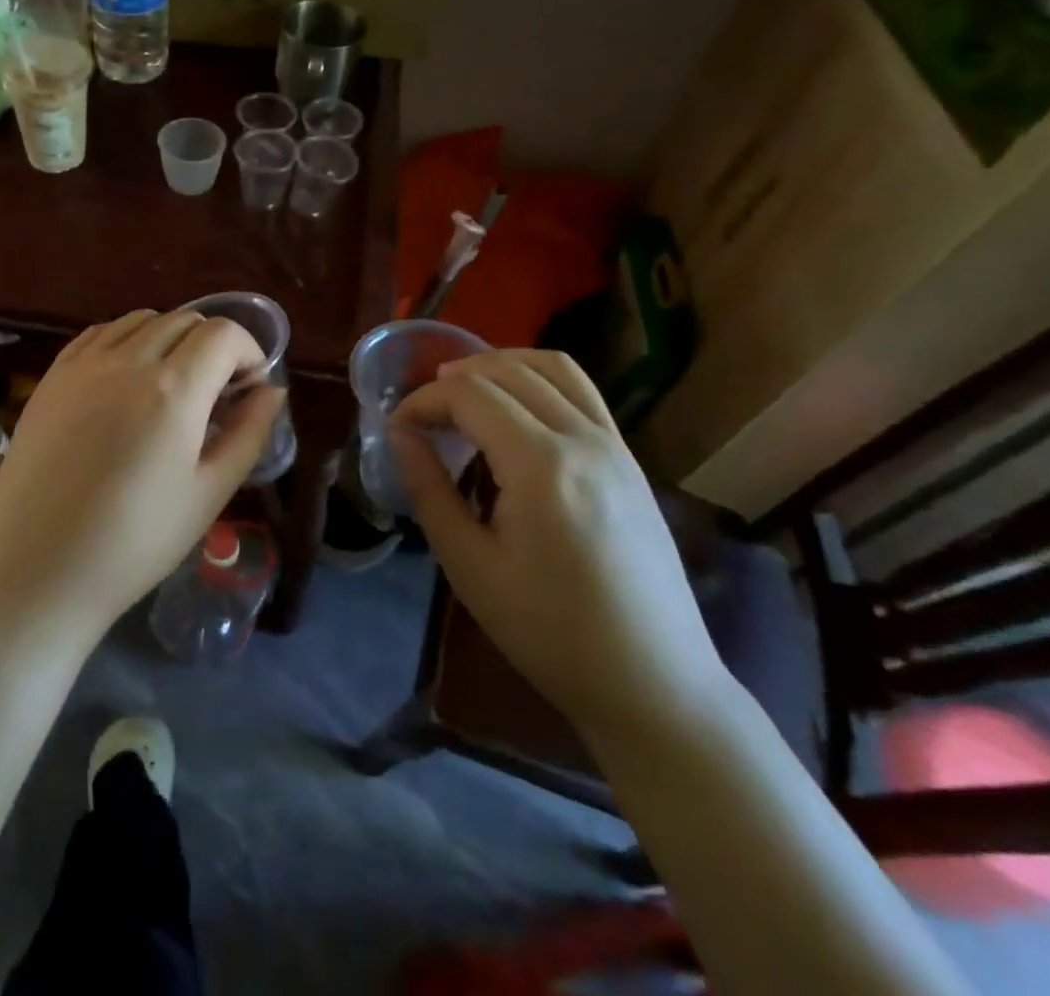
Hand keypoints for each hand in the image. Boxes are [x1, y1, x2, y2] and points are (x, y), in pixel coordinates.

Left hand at [0, 309, 283, 647]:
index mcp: (174, 389)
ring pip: (141, 320)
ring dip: (170, 338)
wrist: (36, 569)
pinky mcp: (52, 377)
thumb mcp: (210, 493)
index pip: (224, 334)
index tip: (250, 387)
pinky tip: (125, 380)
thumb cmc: (135, 542)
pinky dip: (126, 341)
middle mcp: (127, 361)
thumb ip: (249, 433)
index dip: (249, 352)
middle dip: (213, 346)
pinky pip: (99, 334)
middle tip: (215, 392)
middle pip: (185, 320)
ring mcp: (83, 364)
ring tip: (171, 384)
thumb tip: (272, 391)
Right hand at [389, 349, 727, 742]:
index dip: (423, 400)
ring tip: (464, 391)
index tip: (397, 427)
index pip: (470, 395)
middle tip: (422, 413)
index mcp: (542, 465)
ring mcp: (616, 445)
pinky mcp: (630, 459)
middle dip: (454, 378)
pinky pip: (581, 392)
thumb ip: (429, 489)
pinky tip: (514, 412)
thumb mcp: (470, 566)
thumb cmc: (549, 632)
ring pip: (553, 368)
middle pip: (508, 371)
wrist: (652, 682)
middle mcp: (584, 438)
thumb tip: (399, 434)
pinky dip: (537, 381)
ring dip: (500, 365)